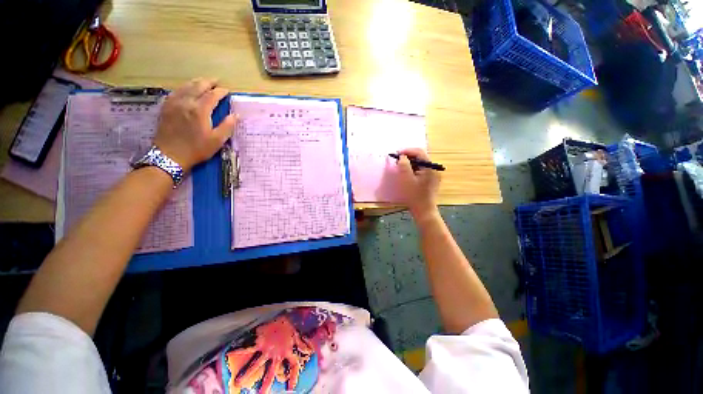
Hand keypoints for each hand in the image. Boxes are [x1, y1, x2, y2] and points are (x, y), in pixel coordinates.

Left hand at [154, 78, 236, 171]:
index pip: (212, 95)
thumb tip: (236, 115)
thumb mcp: (217, 141)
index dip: (221, 92)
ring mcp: (174, 103)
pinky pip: (175, 92)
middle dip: (208, 82)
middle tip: (216, 81)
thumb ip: (227, 126)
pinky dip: (183, 87)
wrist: (169, 155)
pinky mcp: (166, 107)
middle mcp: (186, 102)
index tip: (227, 91)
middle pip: (198, 86)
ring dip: (196, 82)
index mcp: (200, 111)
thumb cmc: (196, 149)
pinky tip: (186, 88)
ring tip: (203, 81)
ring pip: (185, 87)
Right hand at [225, 316, 312, 392]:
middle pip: (271, 372)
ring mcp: (267, 348)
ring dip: (247, 374)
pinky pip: (248, 347)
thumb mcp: (296, 335)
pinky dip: (238, 349)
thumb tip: (310, 351)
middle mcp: (277, 353)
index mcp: (287, 351)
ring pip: (257, 364)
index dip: (293, 376)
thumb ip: (301, 344)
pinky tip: (229, 353)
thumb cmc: (288, 325)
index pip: (293, 365)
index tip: (291, 388)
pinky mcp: (260, 341)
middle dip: (265, 385)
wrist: (282, 314)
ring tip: (237, 383)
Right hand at [396, 148, 440, 220]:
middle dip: (408, 157)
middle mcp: (433, 169)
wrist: (424, 211)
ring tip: (400, 167)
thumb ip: (404, 165)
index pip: (419, 152)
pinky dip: (413, 170)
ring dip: (410, 164)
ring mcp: (433, 175)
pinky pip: (421, 171)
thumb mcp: (406, 179)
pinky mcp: (430, 181)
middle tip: (397, 160)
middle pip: (420, 157)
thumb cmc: (414, 195)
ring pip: (420, 164)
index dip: (407, 151)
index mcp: (430, 167)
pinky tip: (406, 174)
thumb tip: (402, 157)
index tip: (397, 154)